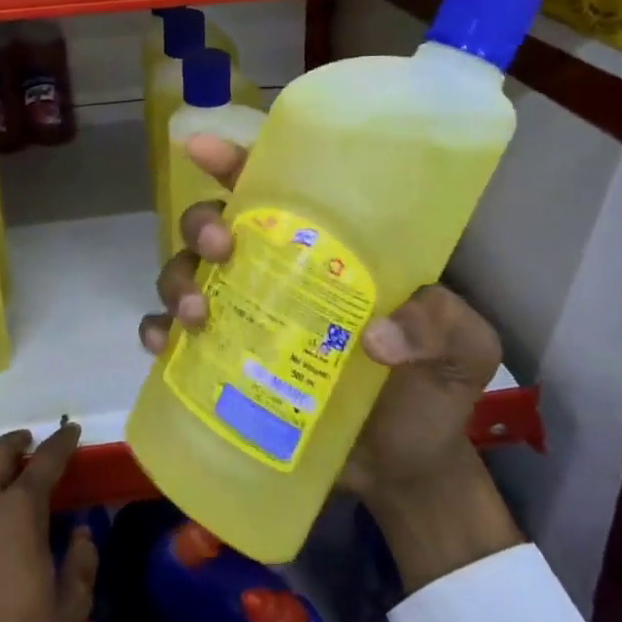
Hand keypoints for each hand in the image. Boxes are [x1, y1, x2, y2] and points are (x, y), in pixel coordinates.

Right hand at [139, 135, 522, 590]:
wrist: (406, 473)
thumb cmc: (432, 394)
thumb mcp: (463, 349)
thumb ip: (440, 326)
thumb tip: (375, 337)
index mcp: (328, 252)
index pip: (278, 191)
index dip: (237, 162)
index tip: (204, 148)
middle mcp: (276, 274)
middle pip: (217, 225)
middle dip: (203, 223)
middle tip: (221, 246)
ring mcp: (246, 320)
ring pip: (187, 274)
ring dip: (177, 280)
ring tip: (194, 314)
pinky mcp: (224, 368)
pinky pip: (174, 340)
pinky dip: (158, 334)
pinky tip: (163, 347)